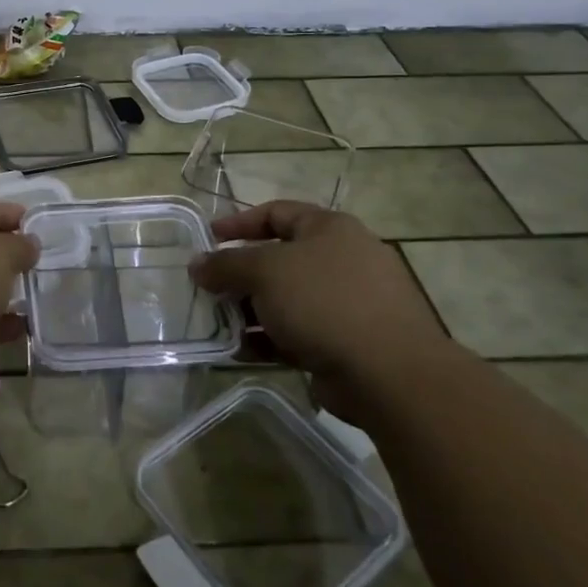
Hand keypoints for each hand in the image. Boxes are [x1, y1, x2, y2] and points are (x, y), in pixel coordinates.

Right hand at [189, 202, 447, 409]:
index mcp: (329, 229)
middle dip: (241, 275)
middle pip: (280, 259)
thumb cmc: (324, 302)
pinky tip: (242, 351)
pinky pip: (300, 333)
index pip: (277, 212)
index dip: (239, 222)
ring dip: (252, 310)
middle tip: (210, 288)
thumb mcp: (264, 272)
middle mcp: (342, 260)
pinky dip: (270, 339)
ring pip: (288, 299)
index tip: (208, 238)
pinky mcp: (348, 343)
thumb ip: (226, 265)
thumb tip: (197, 264)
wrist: (390, 374)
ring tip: (219, 324)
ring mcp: (349, 303)